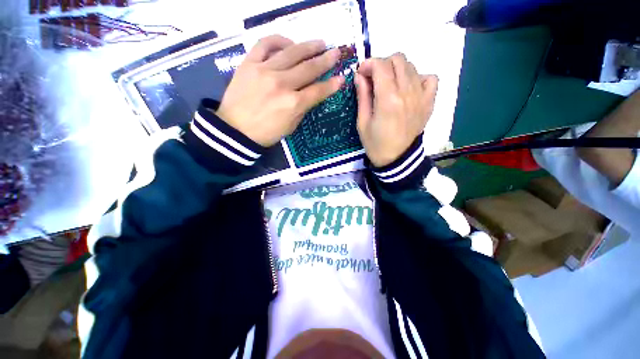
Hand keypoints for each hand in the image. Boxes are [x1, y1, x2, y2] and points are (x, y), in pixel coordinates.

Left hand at [216, 35, 344, 146]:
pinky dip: (279, 40)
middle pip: (309, 68)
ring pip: (292, 52)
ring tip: (320, 43)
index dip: (332, 84)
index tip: (342, 78)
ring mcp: (265, 71)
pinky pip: (265, 44)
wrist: (235, 130)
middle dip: (326, 60)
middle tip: (336, 52)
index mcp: (293, 104)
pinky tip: (289, 43)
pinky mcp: (249, 64)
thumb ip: (302, 108)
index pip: (318, 91)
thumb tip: (311, 93)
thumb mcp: (290, 126)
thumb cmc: (266, 133)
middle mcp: (282, 84)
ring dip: (309, 46)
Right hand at [355, 53, 437, 166]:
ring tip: (389, 85)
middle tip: (374, 79)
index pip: (381, 65)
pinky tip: (409, 88)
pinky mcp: (429, 102)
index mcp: (388, 99)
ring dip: (397, 70)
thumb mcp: (362, 122)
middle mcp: (407, 92)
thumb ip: (362, 96)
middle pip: (398, 59)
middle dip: (382, 64)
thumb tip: (360, 75)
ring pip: (412, 66)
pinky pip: (430, 78)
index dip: (368, 64)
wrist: (396, 158)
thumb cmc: (375, 143)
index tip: (361, 73)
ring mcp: (421, 96)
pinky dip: (419, 78)